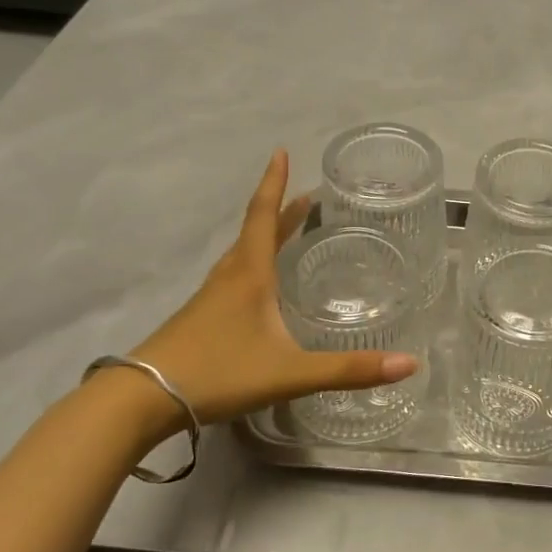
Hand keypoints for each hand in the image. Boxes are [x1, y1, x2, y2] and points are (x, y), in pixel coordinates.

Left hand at [126, 150, 417, 441]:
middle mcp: (229, 277)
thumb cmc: (218, 372)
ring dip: (266, 236)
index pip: (264, 217)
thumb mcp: (290, 372)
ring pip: (242, 255)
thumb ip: (348, 370)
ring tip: (287, 232)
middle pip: (256, 232)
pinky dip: (253, 265)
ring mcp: (210, 299)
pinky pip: (233, 278)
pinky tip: (260, 290)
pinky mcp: (200, 319)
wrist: (141, 400)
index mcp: (250, 275)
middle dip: (281, 210)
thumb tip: (410, 364)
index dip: (274, 183)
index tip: (281, 151)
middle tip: (307, 197)